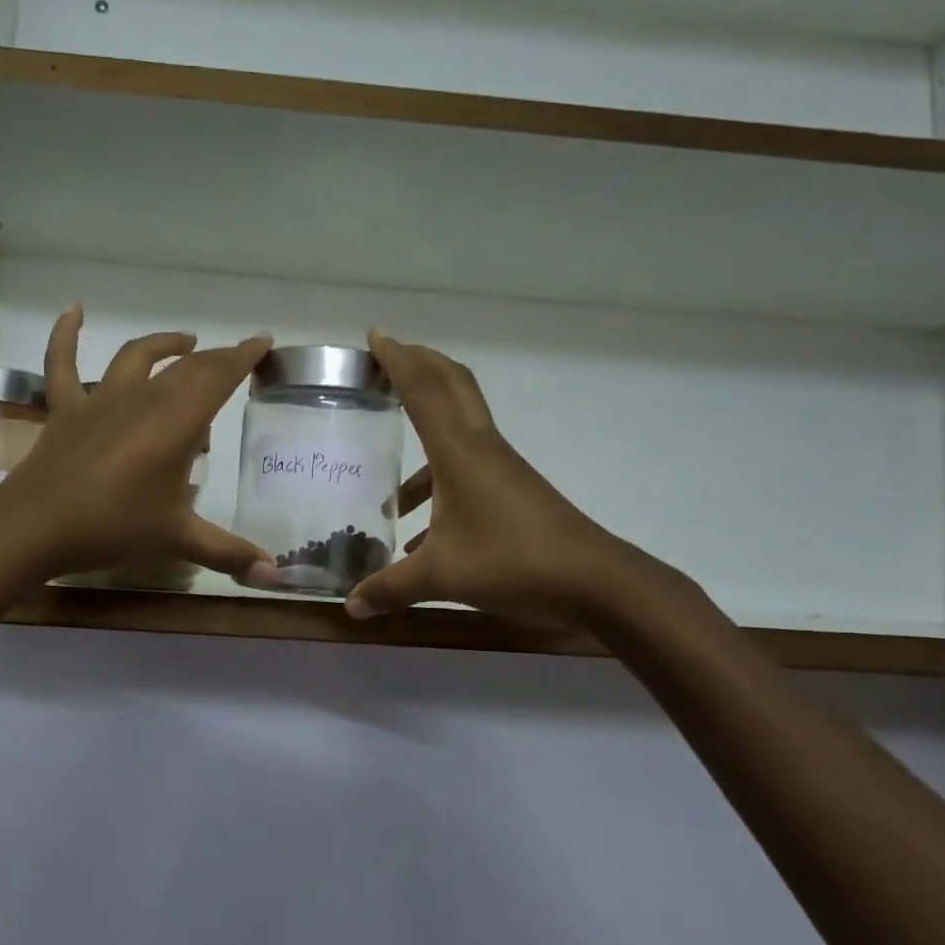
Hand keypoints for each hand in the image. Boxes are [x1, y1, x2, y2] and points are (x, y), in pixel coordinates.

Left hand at [0, 306, 274, 580]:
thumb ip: (229, 553)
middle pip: (186, 368)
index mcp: (176, 423)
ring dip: (164, 345)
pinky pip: (61, 362)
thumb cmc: (114, 528)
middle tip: (235, 357)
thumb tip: (276, 576)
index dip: (243, 357)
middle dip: (216, 358)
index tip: (262, 341)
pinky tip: (74, 310)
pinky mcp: (65, 409)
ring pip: (137, 357)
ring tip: (185, 342)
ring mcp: (100, 400)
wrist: (36, 527)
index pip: (218, 377)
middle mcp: (142, 399)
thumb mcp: (178, 540)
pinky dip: (66, 334)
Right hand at [344, 331, 666, 627]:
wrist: (595, 582)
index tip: (375, 336)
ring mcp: (501, 469)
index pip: (423, 390)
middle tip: (387, 362)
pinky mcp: (512, 492)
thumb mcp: (441, 578)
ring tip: (386, 487)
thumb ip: (390, 588)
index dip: (398, 360)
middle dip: (420, 366)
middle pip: (452, 386)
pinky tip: (416, 535)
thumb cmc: (513, 563)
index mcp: (459, 452)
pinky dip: (436, 485)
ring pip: (457, 432)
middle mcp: (481, 448)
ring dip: (423, 437)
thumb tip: (349, 607)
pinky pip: (465, 470)